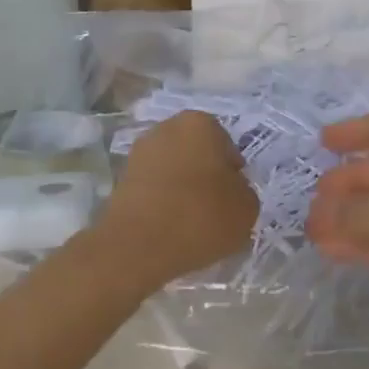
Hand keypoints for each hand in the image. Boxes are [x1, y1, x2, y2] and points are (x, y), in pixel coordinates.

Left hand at [100, 112, 257, 283]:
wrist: (139, 244)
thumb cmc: (202, 215)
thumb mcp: (247, 208)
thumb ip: (244, 192)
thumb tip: (230, 192)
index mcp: (200, 123)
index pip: (227, 148)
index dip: (233, 175)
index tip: (233, 199)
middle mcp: (167, 128)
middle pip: (197, 155)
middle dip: (205, 178)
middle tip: (214, 210)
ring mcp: (139, 153)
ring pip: (174, 171)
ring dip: (183, 191)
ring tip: (191, 224)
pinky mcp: (121, 179)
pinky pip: (154, 189)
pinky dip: (162, 203)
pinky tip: (170, 228)